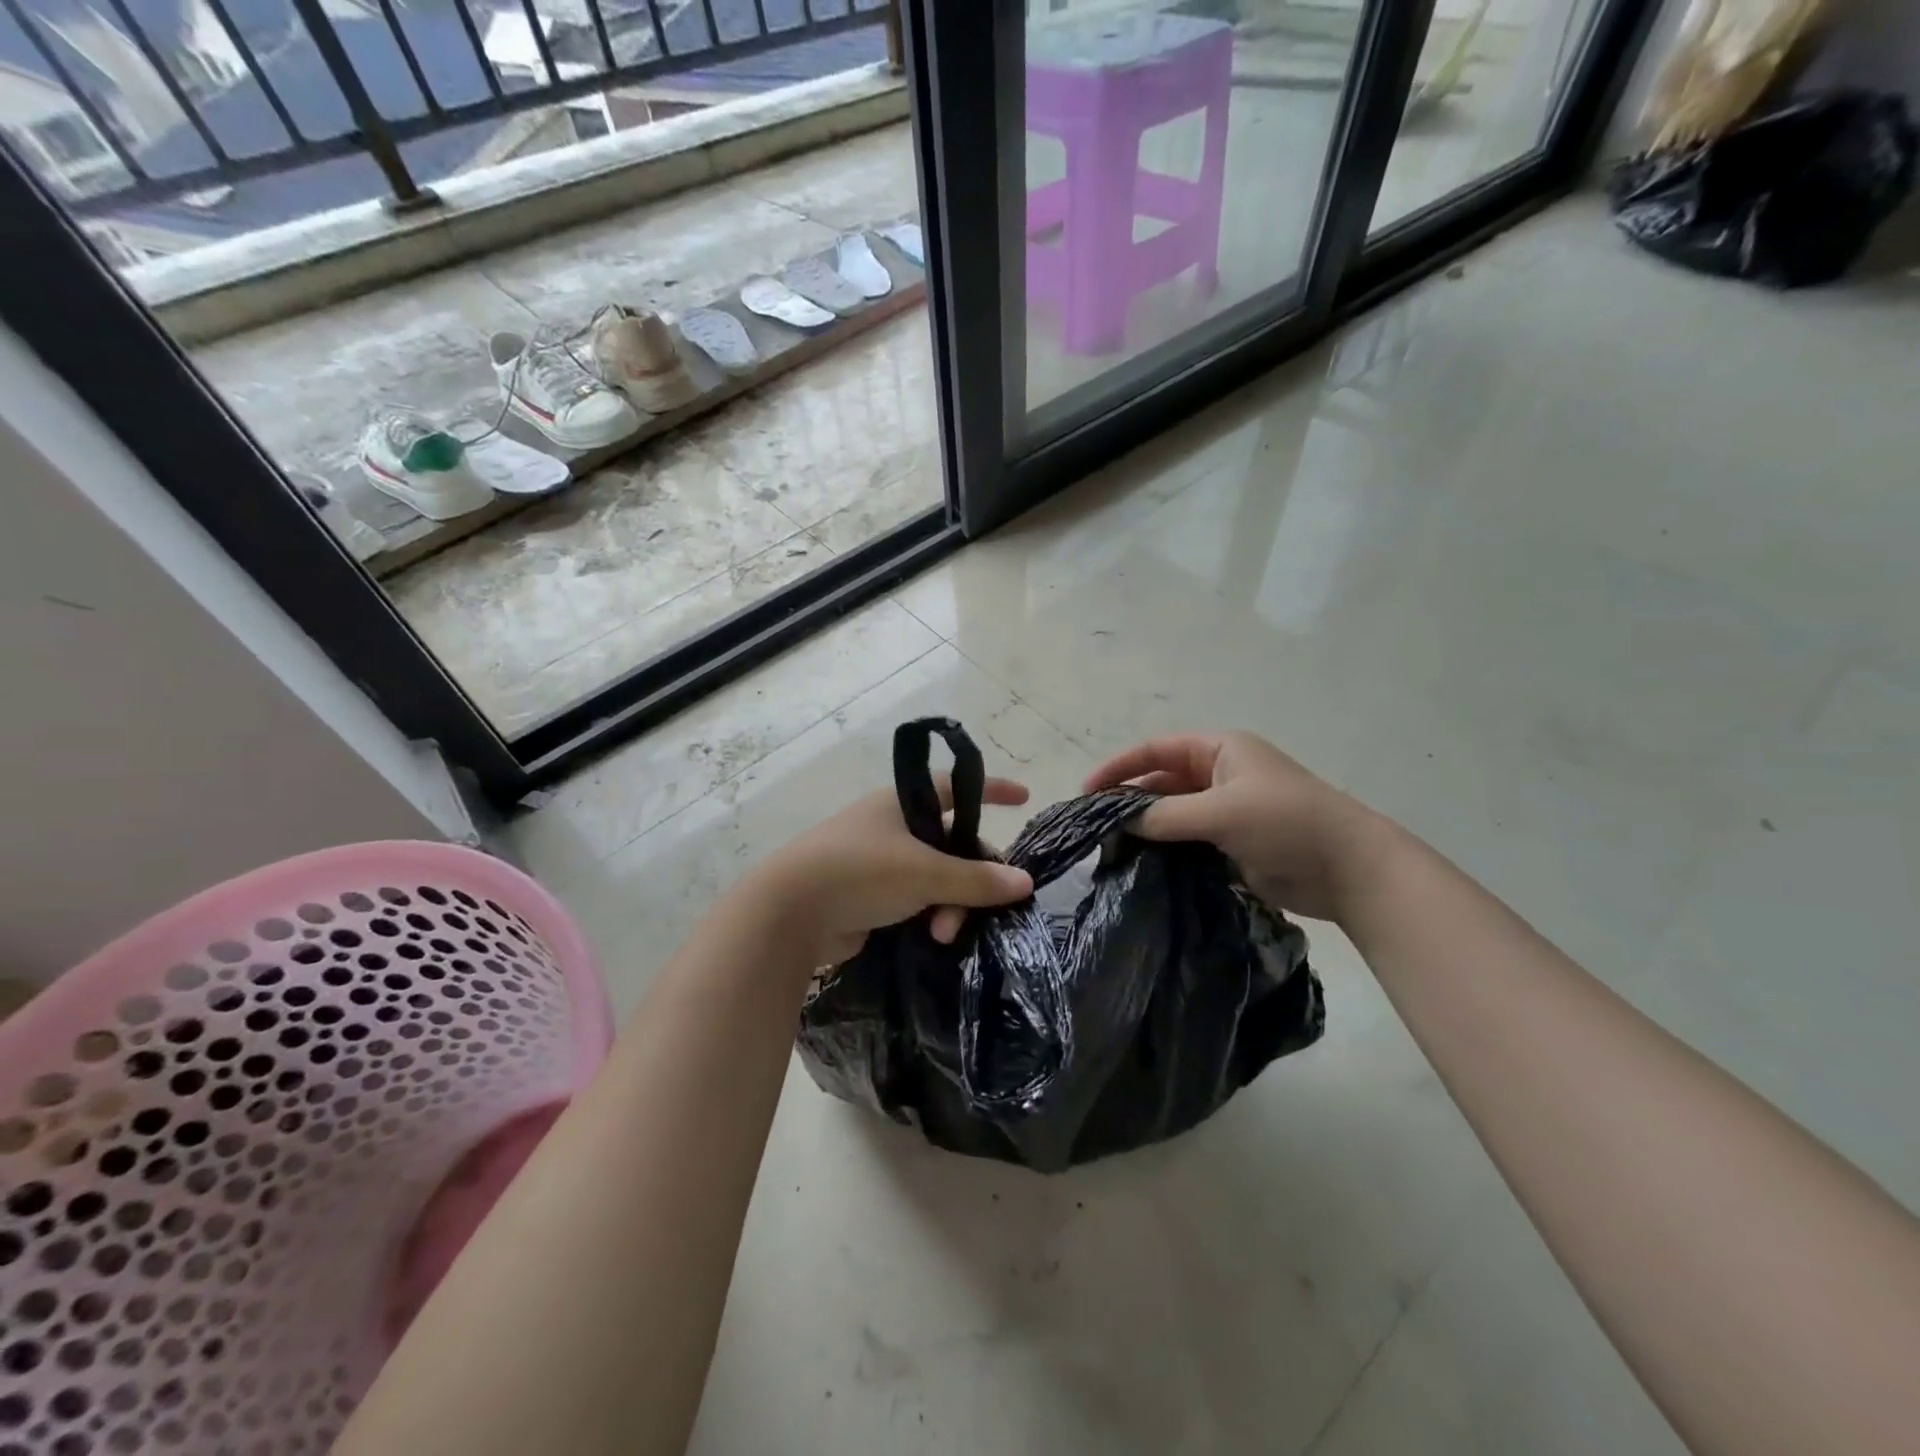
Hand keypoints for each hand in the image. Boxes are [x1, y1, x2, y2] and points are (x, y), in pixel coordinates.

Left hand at [749, 776, 1035, 966]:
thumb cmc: (859, 872)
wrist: (788, 913)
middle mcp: (890, 827)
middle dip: (968, 877)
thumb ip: (976, 879)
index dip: (991, 790)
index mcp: (900, 803)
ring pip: (934, 878)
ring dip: (947, 905)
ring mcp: (877, 863)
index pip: (955, 787)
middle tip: (974, 907)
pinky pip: (914, 902)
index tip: (1024, 798)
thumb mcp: (925, 873)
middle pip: (950, 844)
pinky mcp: (867, 897)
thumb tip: (1025, 881)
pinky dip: (927, 917)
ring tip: (940, 934)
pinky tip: (931, 939)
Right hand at [1084, 732, 1389, 922]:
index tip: (1086, 791)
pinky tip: (1141, 866)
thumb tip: (1121, 823)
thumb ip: (1166, 815)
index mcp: (1220, 750)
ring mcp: (1227, 811)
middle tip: (1094, 826)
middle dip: (1128, 799)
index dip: (1119, 766)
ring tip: (1110, 848)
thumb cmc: (1287, 823)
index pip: (1156, 749)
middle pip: (1161, 781)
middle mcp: (1220, 775)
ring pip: (1172, 814)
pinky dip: (1165, 850)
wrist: (1351, 870)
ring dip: (1145, 827)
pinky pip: (1188, 841)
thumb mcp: (1222, 811)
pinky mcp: (1232, 844)